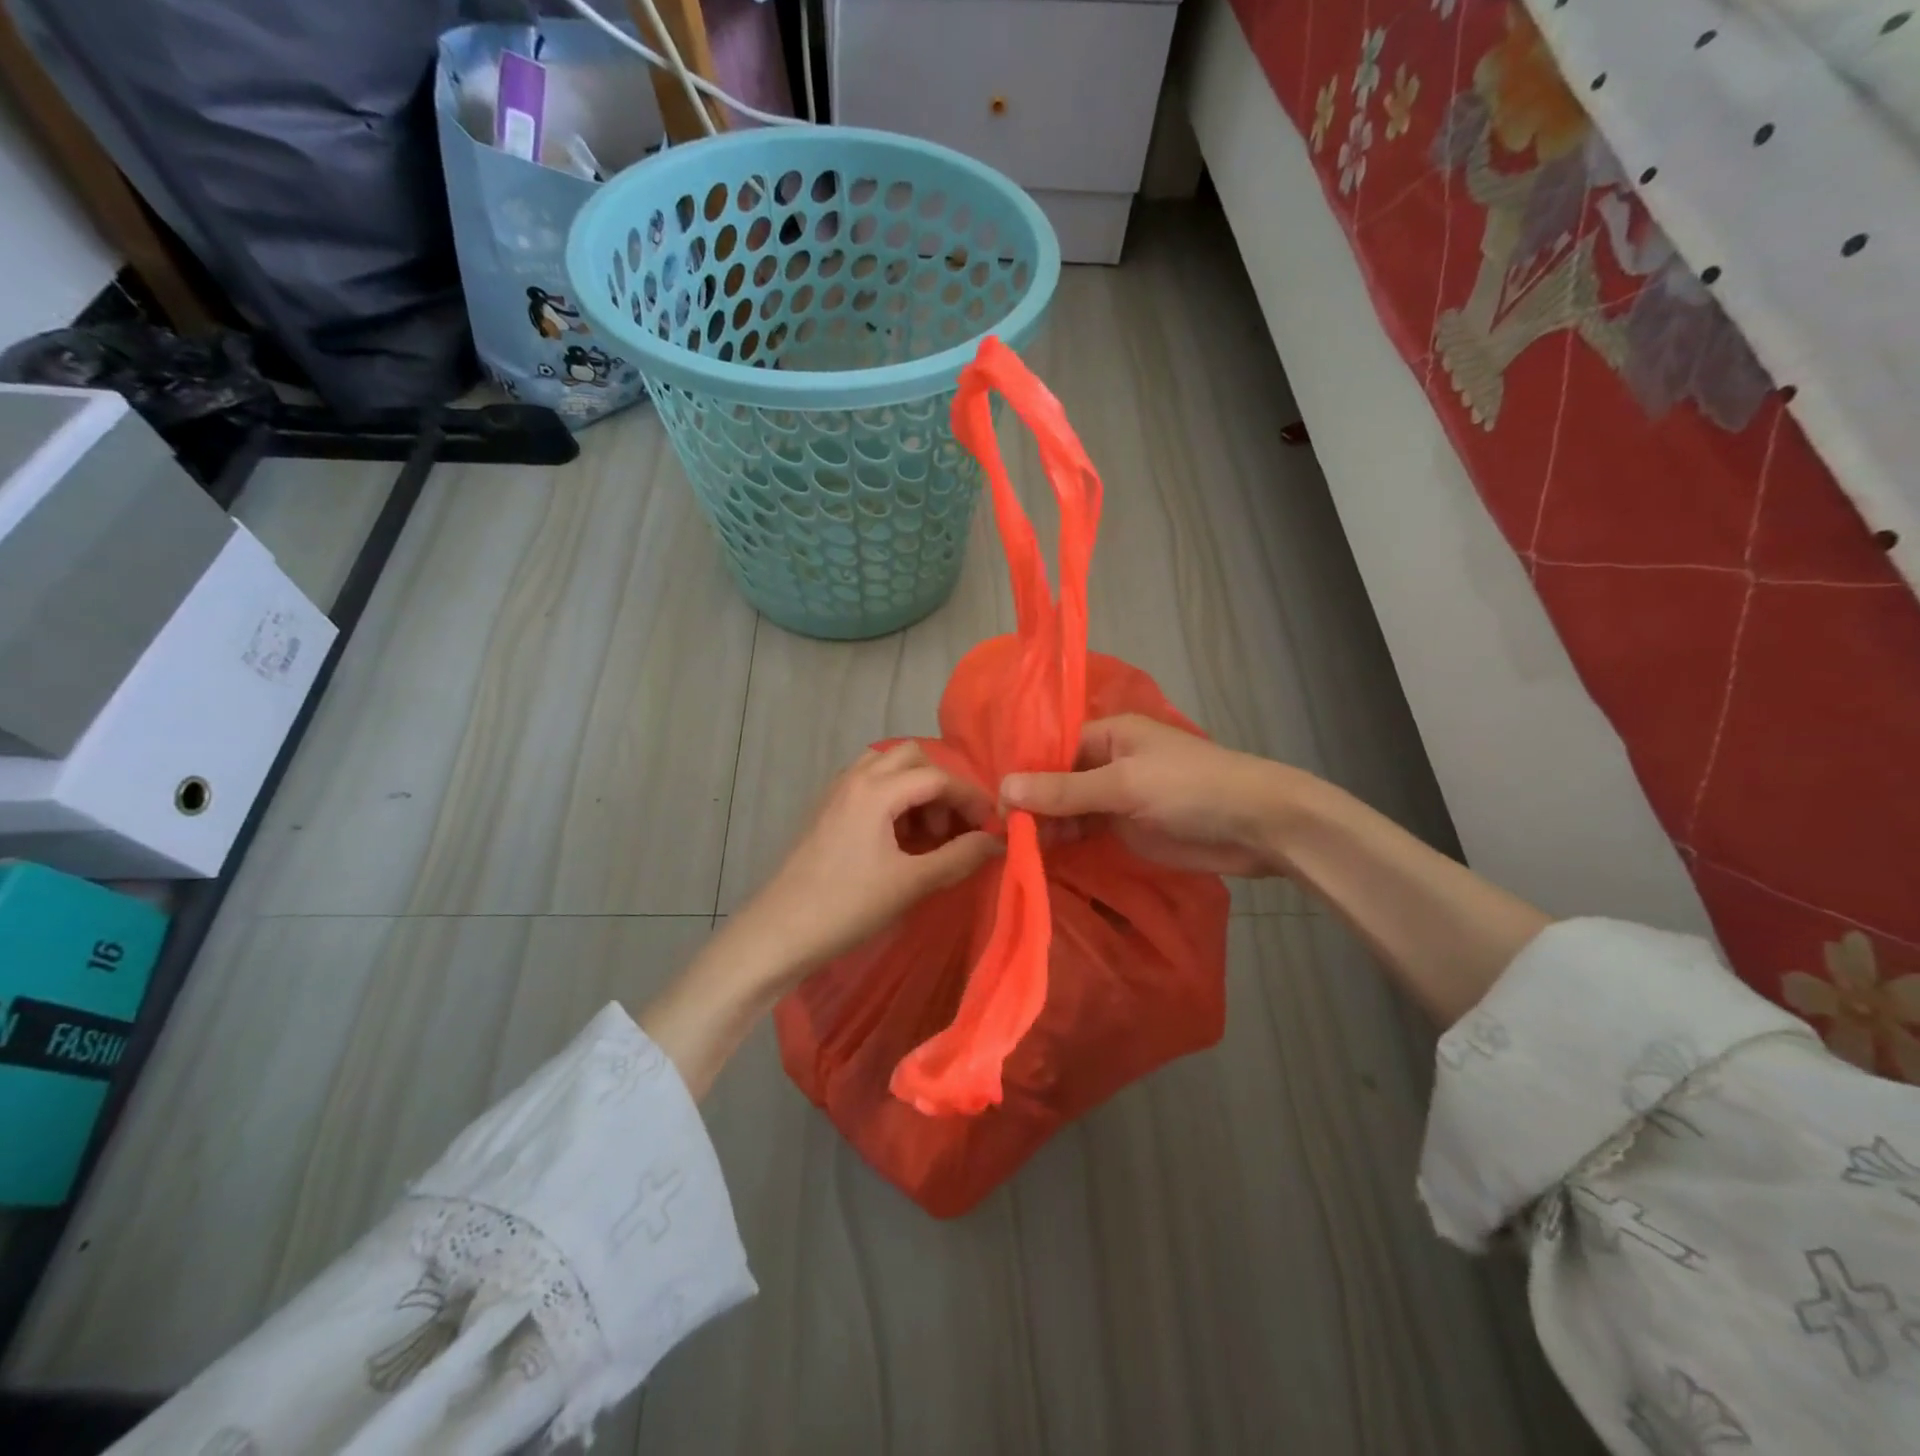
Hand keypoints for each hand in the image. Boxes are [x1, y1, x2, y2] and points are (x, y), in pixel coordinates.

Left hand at [734, 742, 1001, 987]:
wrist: (778, 932)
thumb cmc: (847, 907)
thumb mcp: (910, 883)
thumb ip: (959, 857)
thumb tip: (997, 841)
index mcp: (875, 790)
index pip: (937, 777)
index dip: (971, 798)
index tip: (992, 825)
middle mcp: (855, 778)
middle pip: (911, 758)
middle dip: (941, 786)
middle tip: (953, 827)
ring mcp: (836, 792)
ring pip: (887, 769)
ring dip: (915, 790)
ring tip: (926, 834)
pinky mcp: (826, 810)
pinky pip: (868, 786)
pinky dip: (893, 800)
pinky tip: (899, 840)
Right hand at [1000, 714, 1303, 876]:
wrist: (1258, 827)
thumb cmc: (1191, 789)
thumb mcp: (1124, 784)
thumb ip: (1065, 790)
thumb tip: (1004, 788)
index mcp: (1107, 735)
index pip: (1051, 751)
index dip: (1024, 776)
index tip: (998, 808)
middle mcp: (1107, 762)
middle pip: (1056, 782)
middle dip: (1033, 806)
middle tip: (1006, 838)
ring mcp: (1117, 798)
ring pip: (1068, 809)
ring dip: (1047, 827)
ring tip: (1020, 851)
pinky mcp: (1127, 829)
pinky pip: (1086, 832)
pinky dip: (1067, 843)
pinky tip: (1043, 858)